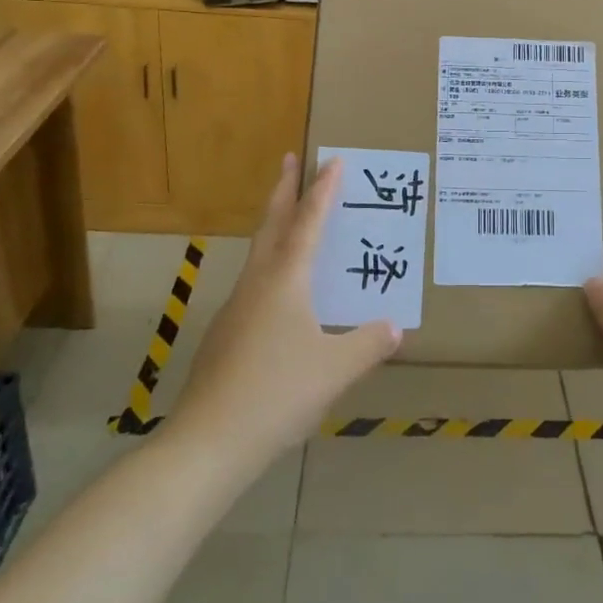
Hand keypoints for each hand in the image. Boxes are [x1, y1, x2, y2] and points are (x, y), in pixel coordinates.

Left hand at [171, 156, 400, 465]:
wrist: (208, 442)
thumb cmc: (277, 394)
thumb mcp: (335, 370)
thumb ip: (368, 344)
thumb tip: (394, 327)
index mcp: (285, 281)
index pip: (308, 223)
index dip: (322, 191)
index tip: (332, 160)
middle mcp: (257, 284)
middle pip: (272, 225)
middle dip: (284, 190)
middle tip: (290, 160)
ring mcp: (236, 309)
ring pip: (259, 254)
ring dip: (275, 227)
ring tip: (291, 221)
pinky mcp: (226, 335)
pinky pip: (255, 285)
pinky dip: (271, 267)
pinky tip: (282, 296)